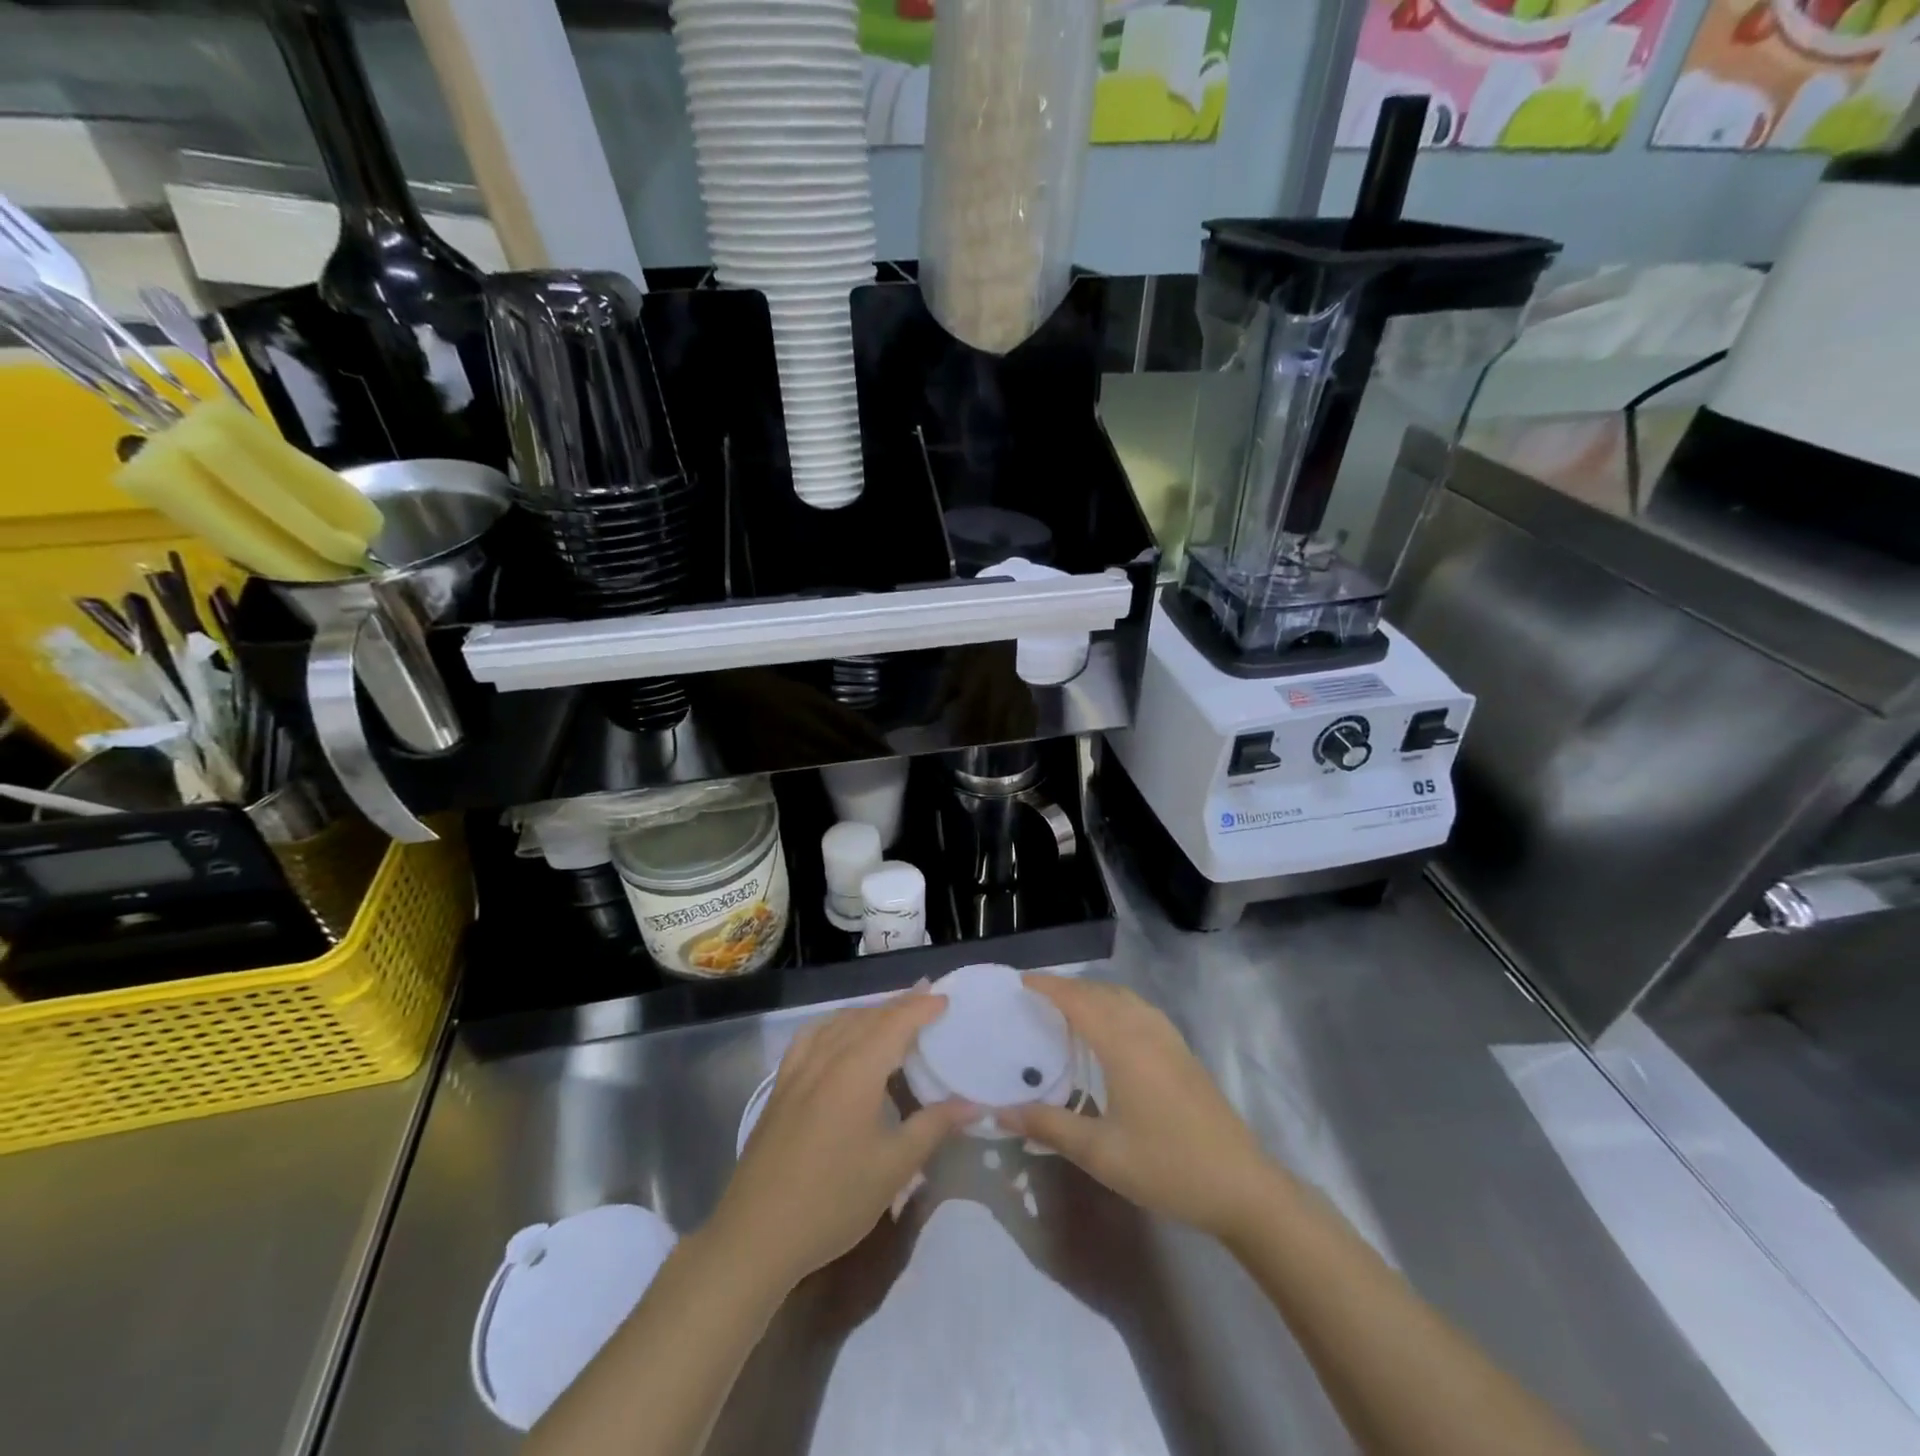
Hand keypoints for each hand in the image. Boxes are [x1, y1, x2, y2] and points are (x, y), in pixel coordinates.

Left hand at [710, 993, 975, 1291]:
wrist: (757, 1235)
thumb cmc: (833, 1201)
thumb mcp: (894, 1168)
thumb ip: (933, 1127)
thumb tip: (974, 1104)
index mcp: (856, 1070)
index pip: (895, 1023)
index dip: (921, 1007)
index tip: (946, 999)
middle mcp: (826, 1058)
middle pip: (867, 1017)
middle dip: (899, 1004)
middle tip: (927, 996)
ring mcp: (798, 1070)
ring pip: (838, 1023)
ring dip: (868, 1012)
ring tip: (892, 1013)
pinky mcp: (780, 1087)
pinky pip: (811, 1037)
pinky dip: (834, 1025)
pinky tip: (839, 1036)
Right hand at [998, 974, 1276, 1241]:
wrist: (1242, 1187)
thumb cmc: (1166, 1166)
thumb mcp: (1100, 1153)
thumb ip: (1049, 1126)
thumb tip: (1002, 1110)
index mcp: (1124, 1044)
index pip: (1078, 1000)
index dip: (1048, 986)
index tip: (1019, 982)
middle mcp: (1146, 1029)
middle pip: (1101, 992)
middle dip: (1067, 988)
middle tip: (1034, 998)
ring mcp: (1169, 1039)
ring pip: (1124, 998)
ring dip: (1093, 994)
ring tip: (1066, 1009)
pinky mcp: (1183, 1052)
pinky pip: (1140, 1010)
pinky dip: (1115, 1005)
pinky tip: (1109, 1031)